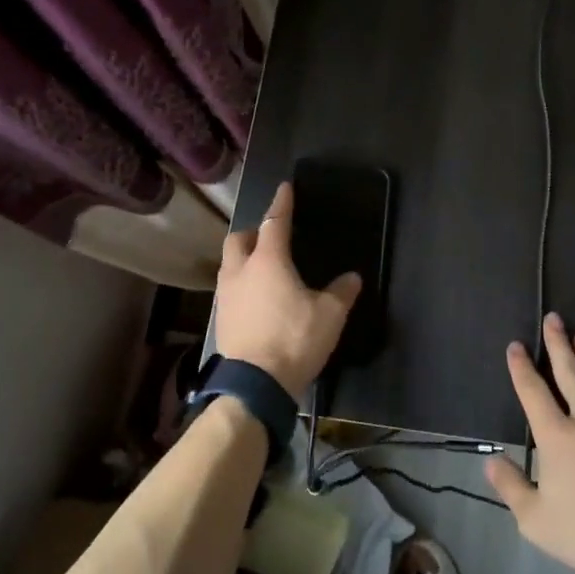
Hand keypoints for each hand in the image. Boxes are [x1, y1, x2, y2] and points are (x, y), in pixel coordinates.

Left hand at [214, 181, 361, 399]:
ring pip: (230, 264)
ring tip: (265, 269)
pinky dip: (242, 284)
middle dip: (253, 232)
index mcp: (268, 261)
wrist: (255, 385)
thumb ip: (342, 292)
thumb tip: (353, 277)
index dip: (281, 204)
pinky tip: (257, 298)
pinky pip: (230, 288)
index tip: (284, 188)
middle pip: (239, 239)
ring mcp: (225, 295)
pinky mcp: (221, 318)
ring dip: (244, 258)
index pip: (274, 222)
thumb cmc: (294, 339)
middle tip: (270, 237)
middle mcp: (240, 271)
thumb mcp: (330, 315)